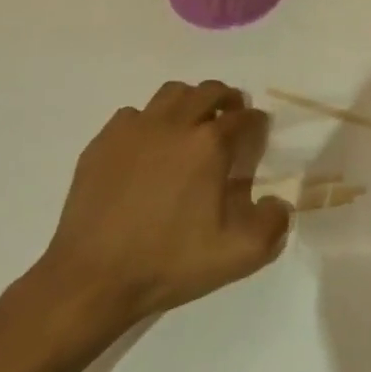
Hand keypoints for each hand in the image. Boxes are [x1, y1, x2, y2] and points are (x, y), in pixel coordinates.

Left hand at [31, 81, 290, 346]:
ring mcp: (134, 130)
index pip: (245, 117)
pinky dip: (149, 123)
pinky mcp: (102, 143)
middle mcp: (174, 124)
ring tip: (192, 128)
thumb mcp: (240, 254)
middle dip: (228, 102)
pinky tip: (149, 149)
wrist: (92, 280)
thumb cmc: (170, 263)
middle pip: (210, 91)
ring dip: (190, 104)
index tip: (257, 139)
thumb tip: (278, 202)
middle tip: (231, 123)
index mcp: (210, 144)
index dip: (257, 125)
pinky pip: (133, 116)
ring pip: (171, 94)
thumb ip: (273, 222)